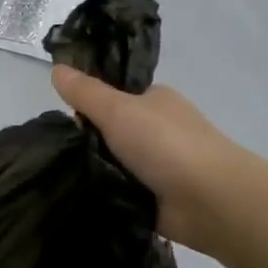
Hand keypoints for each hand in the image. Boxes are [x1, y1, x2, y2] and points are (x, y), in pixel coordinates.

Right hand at [51, 66, 240, 247]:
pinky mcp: (157, 199)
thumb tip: (56, 68)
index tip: (64, 119)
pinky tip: (82, 197)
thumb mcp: (117, 109)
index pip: (113, 96)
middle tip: (61, 152)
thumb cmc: (166, 143)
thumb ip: (85, 92)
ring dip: (96, 170)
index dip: (88, 105)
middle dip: (88, 141)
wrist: (211, 200)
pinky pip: (121, 191)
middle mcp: (159, 130)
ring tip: (63, 178)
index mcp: (155, 101)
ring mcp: (160, 166)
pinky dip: (107, 194)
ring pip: (114, 163)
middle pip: (111, 132)